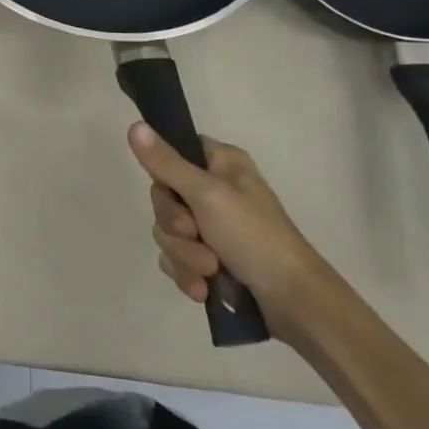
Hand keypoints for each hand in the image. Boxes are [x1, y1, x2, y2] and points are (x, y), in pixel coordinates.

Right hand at [131, 123, 337, 345]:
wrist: (294, 303)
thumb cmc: (255, 236)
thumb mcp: (207, 194)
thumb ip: (166, 163)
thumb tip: (133, 125)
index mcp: (221, 163)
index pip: (173, 152)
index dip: (165, 175)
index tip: (173, 191)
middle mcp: (216, 190)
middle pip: (164, 197)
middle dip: (176, 226)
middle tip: (195, 234)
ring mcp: (213, 227)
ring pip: (168, 232)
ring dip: (184, 255)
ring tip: (210, 271)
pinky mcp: (211, 259)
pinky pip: (177, 259)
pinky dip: (187, 274)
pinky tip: (204, 290)